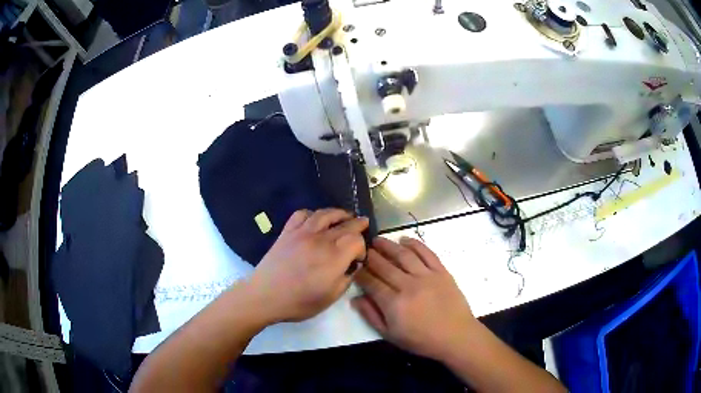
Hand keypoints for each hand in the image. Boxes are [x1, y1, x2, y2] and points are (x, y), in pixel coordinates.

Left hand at [249, 208, 367, 322]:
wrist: (264, 296)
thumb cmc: (299, 302)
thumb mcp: (330, 298)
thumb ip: (346, 279)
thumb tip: (352, 265)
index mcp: (334, 258)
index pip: (356, 240)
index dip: (362, 247)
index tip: (358, 258)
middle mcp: (320, 240)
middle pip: (345, 224)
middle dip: (358, 224)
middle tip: (363, 224)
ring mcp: (302, 233)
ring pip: (325, 214)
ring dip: (339, 213)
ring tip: (345, 216)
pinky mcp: (287, 232)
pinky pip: (302, 214)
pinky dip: (313, 214)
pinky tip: (316, 220)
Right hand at [352, 237, 477, 360]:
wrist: (455, 336)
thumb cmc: (421, 340)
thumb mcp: (390, 335)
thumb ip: (371, 315)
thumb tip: (355, 299)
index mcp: (394, 303)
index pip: (371, 283)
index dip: (361, 274)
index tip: (355, 267)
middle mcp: (408, 285)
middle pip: (385, 266)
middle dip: (371, 256)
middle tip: (363, 249)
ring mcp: (426, 276)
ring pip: (404, 255)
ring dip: (389, 245)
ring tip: (378, 240)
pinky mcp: (441, 271)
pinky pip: (427, 253)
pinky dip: (415, 244)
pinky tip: (404, 239)